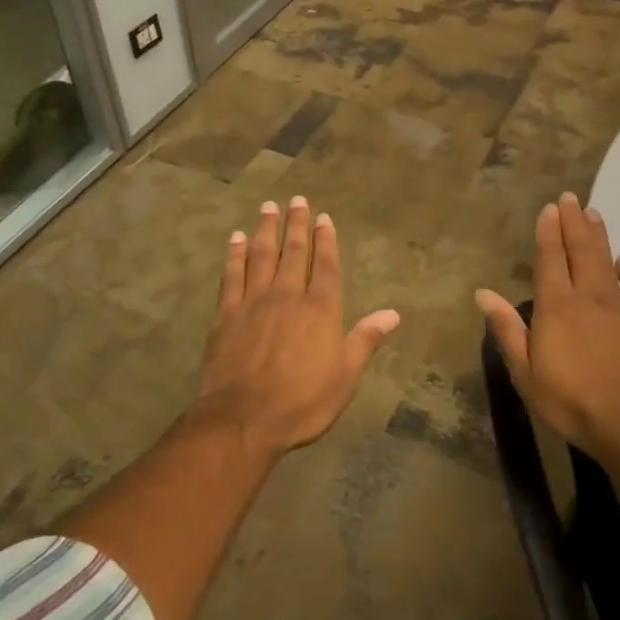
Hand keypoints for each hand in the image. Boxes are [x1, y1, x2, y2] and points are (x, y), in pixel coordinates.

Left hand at [197, 196, 400, 456]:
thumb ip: (365, 339)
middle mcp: (288, 295)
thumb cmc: (302, 402)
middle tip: (296, 200)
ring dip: (266, 229)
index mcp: (320, 309)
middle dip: (297, 225)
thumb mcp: (345, 376)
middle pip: (294, 252)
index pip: (326, 265)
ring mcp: (254, 301)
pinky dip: (234, 254)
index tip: (324, 218)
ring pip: (261, 255)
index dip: (326, 240)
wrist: (244, 419)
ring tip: (268, 207)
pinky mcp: (226, 313)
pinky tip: (235, 238)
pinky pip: (231, 275)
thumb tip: (393, 313)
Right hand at [475, 192, 619, 465]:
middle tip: (570, 198)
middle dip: (574, 222)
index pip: (551, 259)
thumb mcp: (526, 372)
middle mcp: (588, 297)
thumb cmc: (570, 402)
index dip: (549, 232)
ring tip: (593, 213)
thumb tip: (483, 293)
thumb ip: (507, 329)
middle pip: (580, 250)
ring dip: (598, 236)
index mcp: (556, 306)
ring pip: (606, 261)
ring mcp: (619, 308)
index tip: (549, 208)